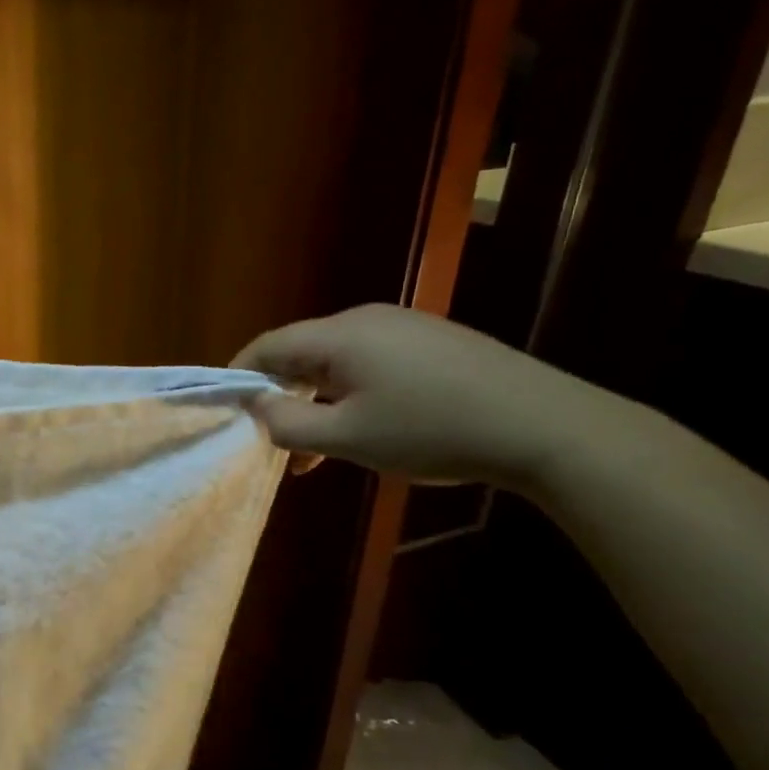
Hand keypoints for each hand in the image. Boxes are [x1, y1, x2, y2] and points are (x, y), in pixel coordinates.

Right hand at [231, 304, 609, 487]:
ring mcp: (404, 327)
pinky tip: (363, 428)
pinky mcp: (432, 342)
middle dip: (280, 395)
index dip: (240, 375)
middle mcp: (367, 319)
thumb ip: (288, 423)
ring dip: (315, 401)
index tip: (227, 410)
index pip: (268, 345)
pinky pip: (371, 363)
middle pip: (302, 351)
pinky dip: (350, 395)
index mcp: (340, 335)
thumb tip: (257, 405)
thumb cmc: (430, 431)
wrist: (542, 425)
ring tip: (316, 450)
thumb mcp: (347, 437)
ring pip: (337, 361)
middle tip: (273, 439)